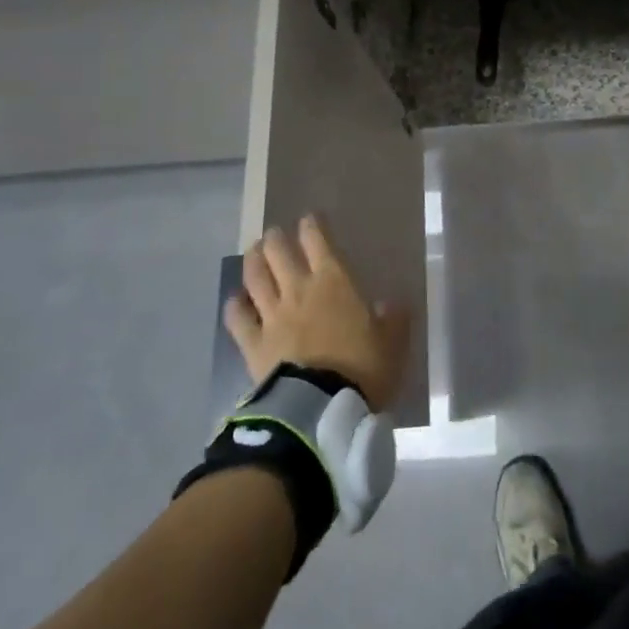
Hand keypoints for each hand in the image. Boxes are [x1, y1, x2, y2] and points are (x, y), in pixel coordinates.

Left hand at [226, 215, 410, 410]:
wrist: (320, 409)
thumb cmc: (362, 369)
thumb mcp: (392, 343)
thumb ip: (393, 320)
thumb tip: (390, 304)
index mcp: (334, 281)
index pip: (318, 242)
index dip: (312, 227)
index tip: (309, 219)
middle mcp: (299, 290)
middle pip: (279, 253)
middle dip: (276, 239)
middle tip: (274, 235)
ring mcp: (272, 316)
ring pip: (255, 278)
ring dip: (253, 261)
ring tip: (253, 253)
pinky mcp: (252, 344)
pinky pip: (238, 319)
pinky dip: (235, 306)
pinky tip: (235, 301)